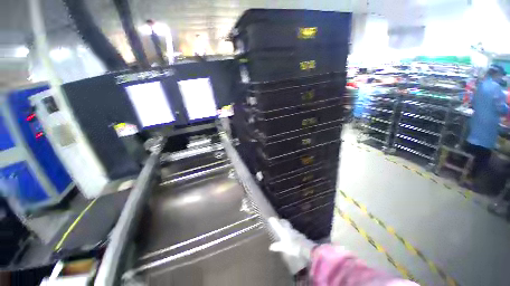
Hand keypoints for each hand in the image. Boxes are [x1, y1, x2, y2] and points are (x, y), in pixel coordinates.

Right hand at [268, 218, 315, 273]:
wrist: (306, 248)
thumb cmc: (293, 247)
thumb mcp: (284, 248)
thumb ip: (278, 246)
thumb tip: (271, 247)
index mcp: (284, 231)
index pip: (278, 224)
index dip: (275, 222)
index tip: (271, 218)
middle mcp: (290, 229)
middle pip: (286, 223)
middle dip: (283, 222)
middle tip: (280, 221)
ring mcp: (296, 232)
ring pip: (291, 228)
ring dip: (288, 228)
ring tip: (286, 230)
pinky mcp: (301, 236)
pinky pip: (295, 233)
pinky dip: (293, 234)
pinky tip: (293, 238)